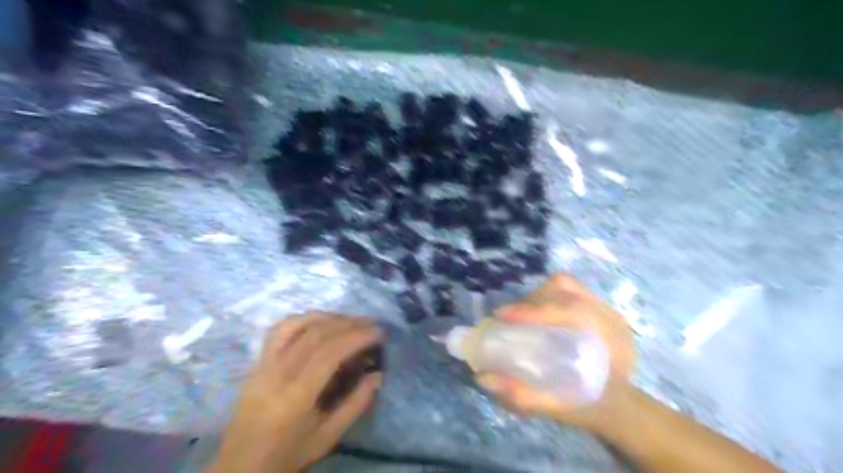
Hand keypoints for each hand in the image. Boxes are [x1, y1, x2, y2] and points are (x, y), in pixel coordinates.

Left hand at [208, 310, 384, 472]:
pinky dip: (303, 319)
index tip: (379, 332)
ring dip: (327, 317)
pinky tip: (319, 322)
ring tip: (349, 319)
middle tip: (371, 322)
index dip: (357, 337)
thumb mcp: (327, 438)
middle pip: (315, 334)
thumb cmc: (287, 456)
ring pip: (296, 325)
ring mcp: (263, 364)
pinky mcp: (257, 362)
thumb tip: (378, 374)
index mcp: (295, 396)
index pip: (329, 353)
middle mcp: (277, 373)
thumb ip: (355, 404)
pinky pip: (279, 330)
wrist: (239, 467)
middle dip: (348, 323)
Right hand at [478, 274, 635, 435]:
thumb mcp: (560, 409)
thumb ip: (524, 397)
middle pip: (566, 289)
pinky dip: (546, 295)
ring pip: (565, 284)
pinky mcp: (596, 305)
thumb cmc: (592, 406)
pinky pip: (567, 288)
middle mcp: (609, 317)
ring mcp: (604, 307)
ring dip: (538, 295)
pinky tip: (537, 313)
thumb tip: (484, 377)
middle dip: (531, 300)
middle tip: (508, 318)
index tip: (502, 316)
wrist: (620, 404)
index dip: (534, 310)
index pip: (572, 311)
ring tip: (520, 314)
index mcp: (610, 341)